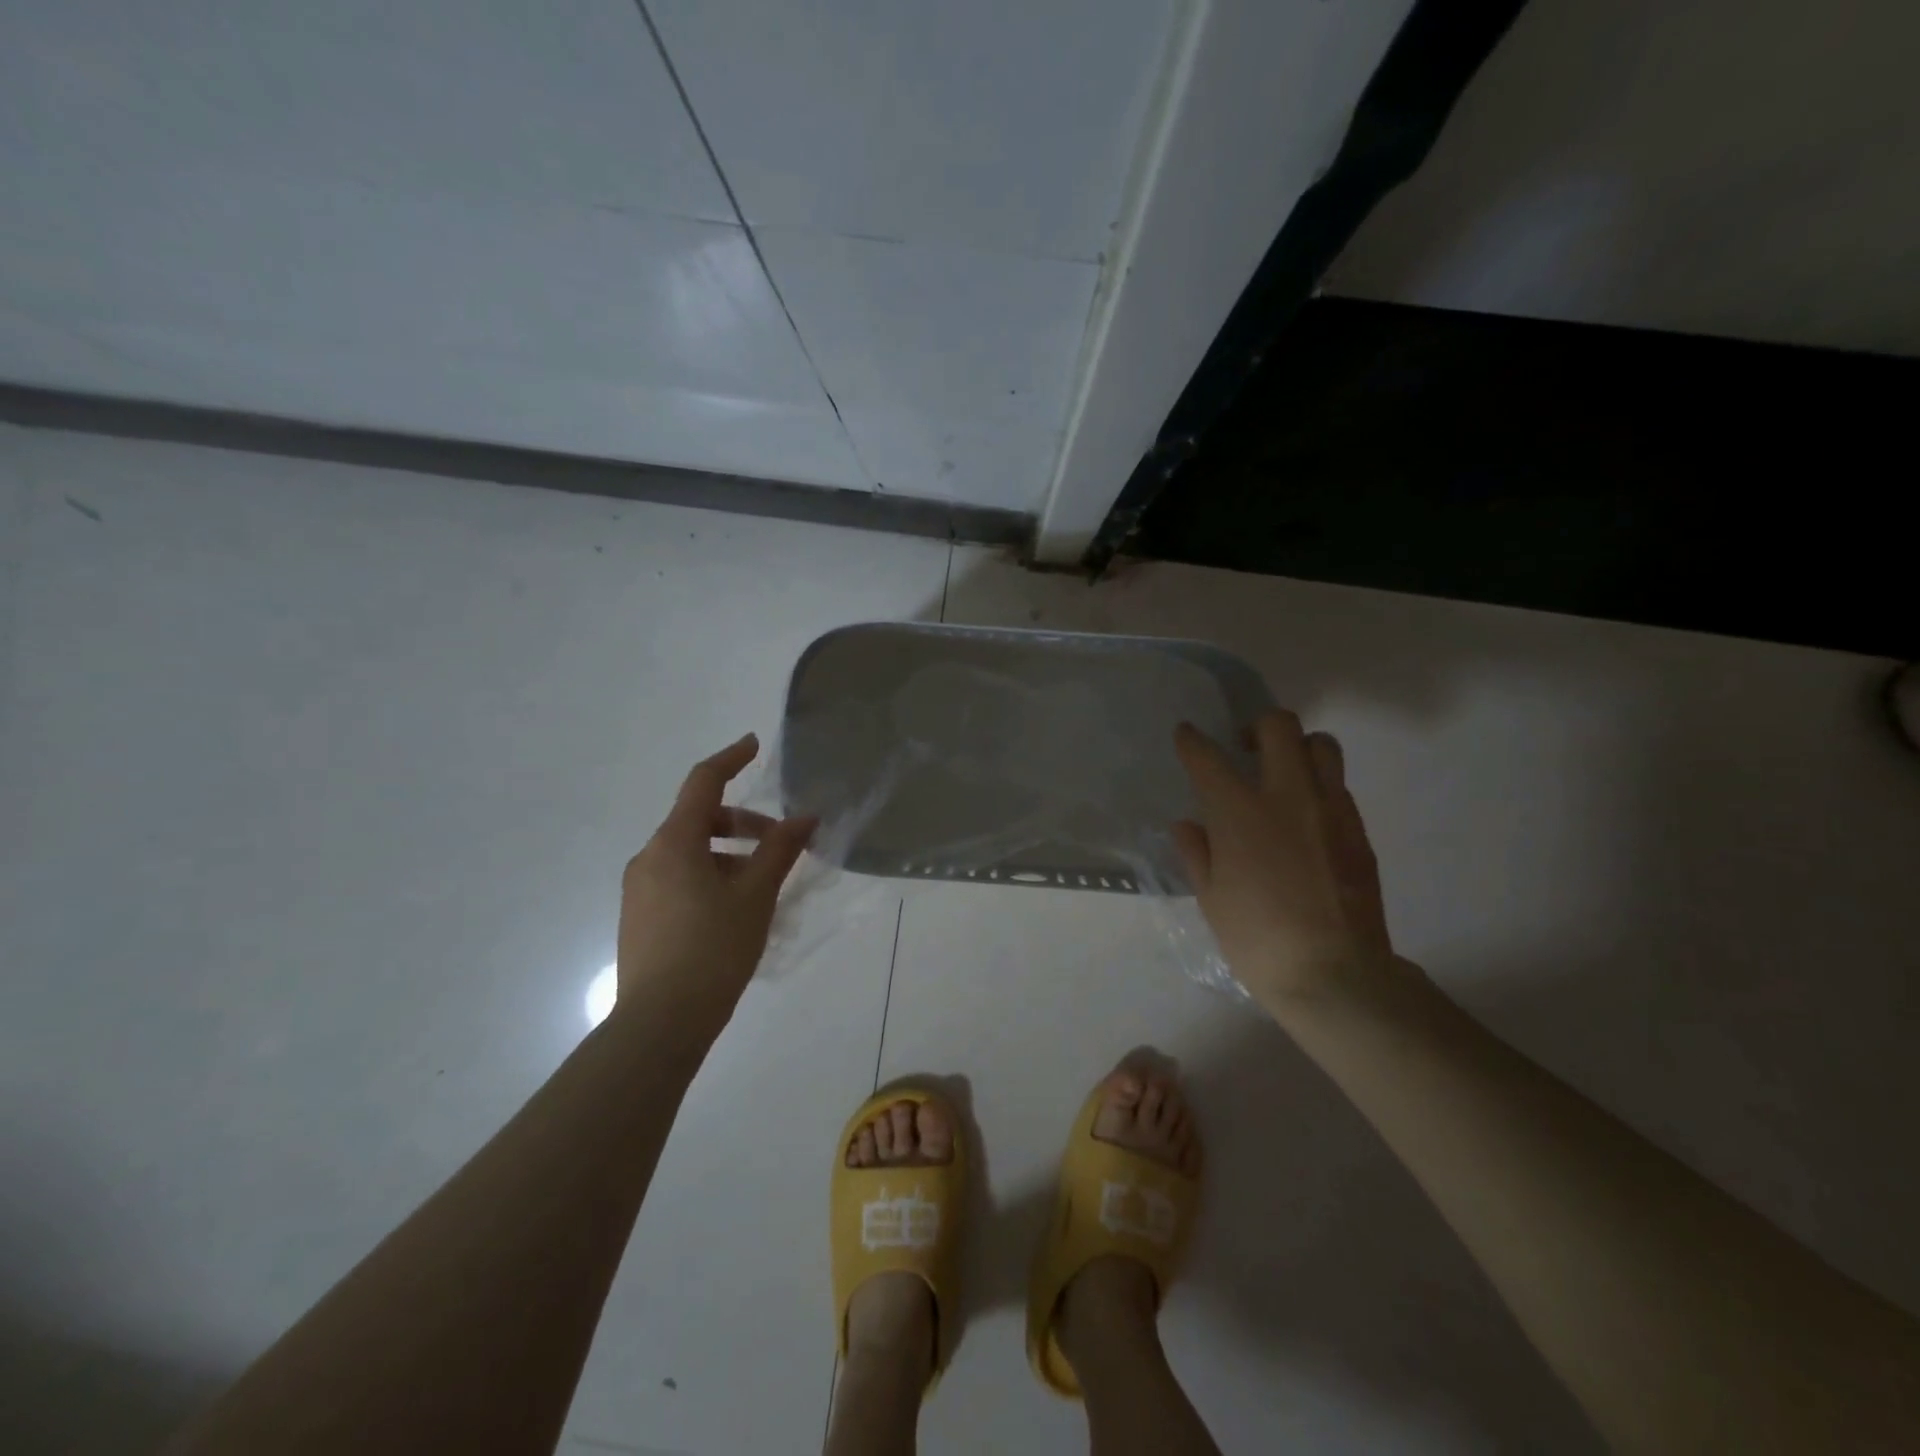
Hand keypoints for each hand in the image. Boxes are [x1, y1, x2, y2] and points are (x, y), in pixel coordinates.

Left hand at [614, 734, 815, 1036]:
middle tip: (780, 845)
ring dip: (729, 855)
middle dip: (742, 824)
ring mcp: (640, 889)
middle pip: (698, 820)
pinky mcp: (640, 917)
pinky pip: (679, 878)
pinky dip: (711, 876)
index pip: (702, 783)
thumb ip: (780, 850)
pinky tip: (736, 910)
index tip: (754, 745)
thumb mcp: (756, 896)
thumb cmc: (713, 949)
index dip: (730, 759)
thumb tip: (806, 817)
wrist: (659, 1023)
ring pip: (690, 852)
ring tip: (763, 886)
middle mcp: (649, 857)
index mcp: (673, 843)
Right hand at [1172, 711, 1401, 1010]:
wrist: (1334, 974)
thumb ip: (1197, 853)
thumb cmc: (1257, 939)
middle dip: (1256, 725)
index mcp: (1239, 813)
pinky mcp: (1358, 830)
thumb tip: (1188, 825)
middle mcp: (1286, 796)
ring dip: (1298, 747)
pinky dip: (1319, 786)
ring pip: (1321, 746)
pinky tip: (1306, 817)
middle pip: (1278, 727)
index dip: (1192, 740)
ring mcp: (1330, 809)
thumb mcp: (1211, 899)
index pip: (1208, 757)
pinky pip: (1339, 786)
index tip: (1186, 735)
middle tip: (1246, 748)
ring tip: (1284, 773)